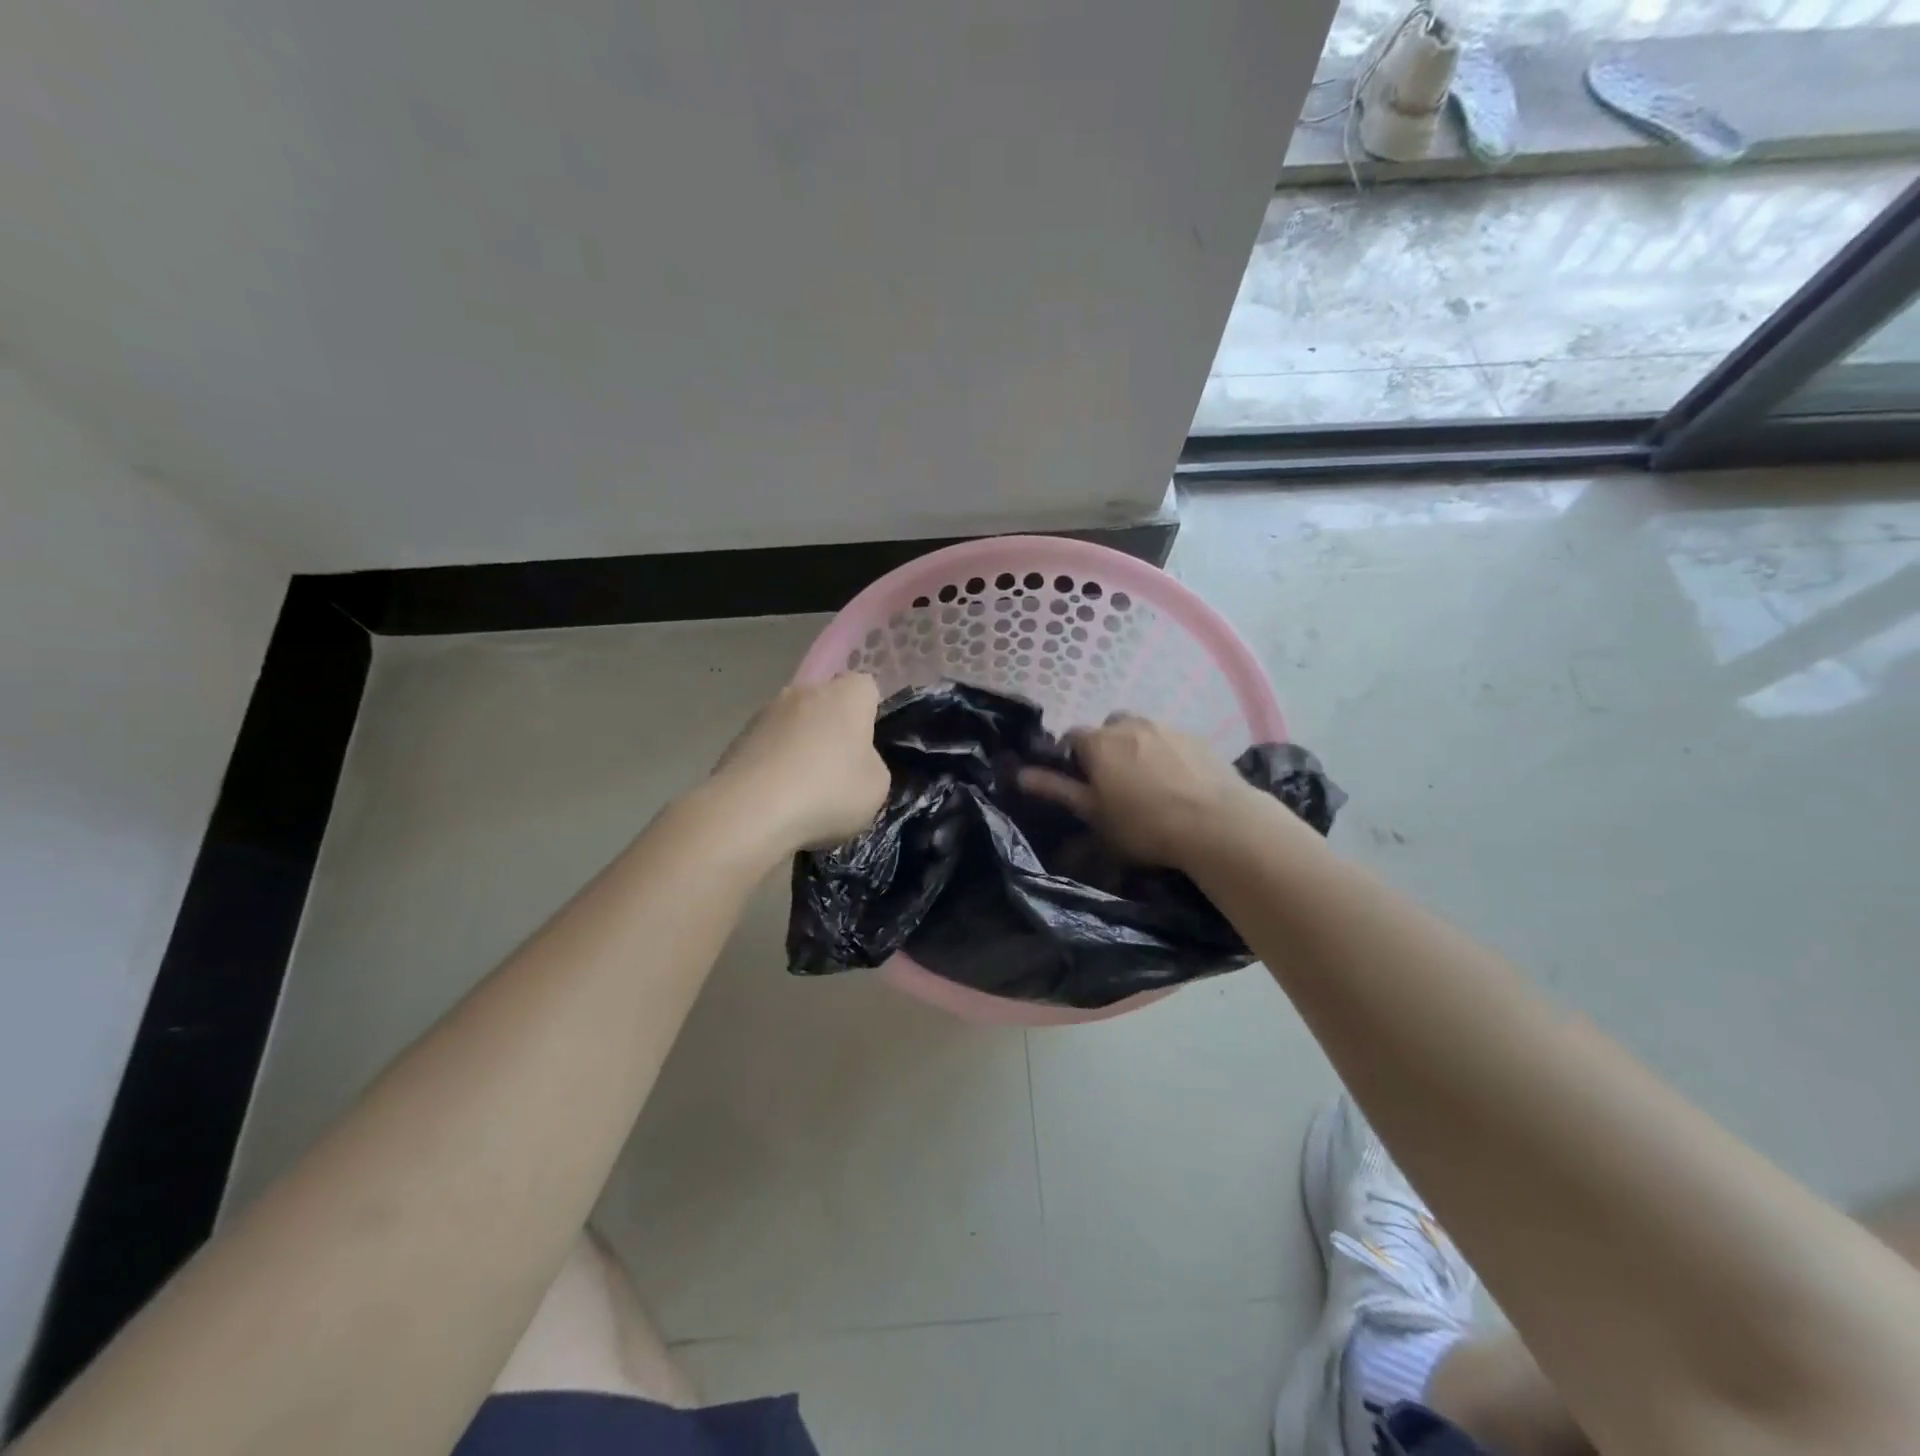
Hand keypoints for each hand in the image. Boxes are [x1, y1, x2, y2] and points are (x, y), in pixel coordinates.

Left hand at [710, 674, 889, 852]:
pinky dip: (772, 764)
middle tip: (837, 772)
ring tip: (801, 791)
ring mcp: (765, 712)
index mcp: (846, 696)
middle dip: (832, 730)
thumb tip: (854, 761)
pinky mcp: (737, 737)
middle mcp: (805, 692)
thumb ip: (871, 764)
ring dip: (800, 746)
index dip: (869, 715)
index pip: (866, 688)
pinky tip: (773, 797)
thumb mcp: (877, 787)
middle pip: (826, 704)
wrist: (750, 812)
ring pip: (794, 724)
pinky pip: (767, 746)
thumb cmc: (828, 793)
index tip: (866, 748)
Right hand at [1018, 712, 1256, 868]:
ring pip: (1140, 732)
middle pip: (1107, 730)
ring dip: (1137, 749)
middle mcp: (1129, 724)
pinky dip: (1167, 754)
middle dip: (1106, 749)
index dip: (1072, 759)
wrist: (1218, 824)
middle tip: (1115, 785)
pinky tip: (1178, 783)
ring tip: (1149, 784)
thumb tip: (1021, 774)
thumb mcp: (1094, 815)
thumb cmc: (1145, 825)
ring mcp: (1166, 727)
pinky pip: (1170, 740)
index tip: (1082, 785)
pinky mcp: (1197, 737)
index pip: (1072, 737)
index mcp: (1099, 743)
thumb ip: (1057, 790)